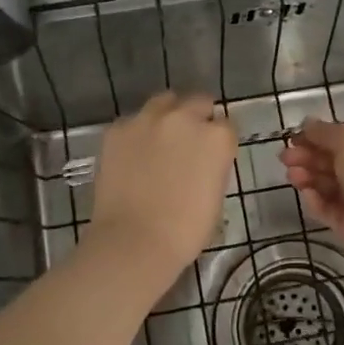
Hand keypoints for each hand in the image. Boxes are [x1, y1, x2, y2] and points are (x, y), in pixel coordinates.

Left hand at [88, 92, 236, 275]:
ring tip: (159, 140)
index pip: (226, 125)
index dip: (219, 140)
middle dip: (196, 117)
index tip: (212, 154)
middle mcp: (184, 118)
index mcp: (216, 138)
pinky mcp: (117, 129)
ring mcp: (147, 120)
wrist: (134, 242)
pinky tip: (131, 156)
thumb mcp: (215, 195)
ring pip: (163, 102)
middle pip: (197, 102)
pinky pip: (132, 122)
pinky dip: (136, 134)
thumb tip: (202, 160)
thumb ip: (212, 165)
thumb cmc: (185, 231)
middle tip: (188, 143)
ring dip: (166, 116)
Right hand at [279, 118, 343, 261]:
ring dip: (310, 177)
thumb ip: (324, 132)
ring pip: (333, 185)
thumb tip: (307, 123)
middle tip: (284, 157)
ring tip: (291, 175)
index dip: (322, 135)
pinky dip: (318, 201)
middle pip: (339, 160)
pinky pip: (333, 209)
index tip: (297, 137)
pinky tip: (306, 194)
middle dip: (310, 157)